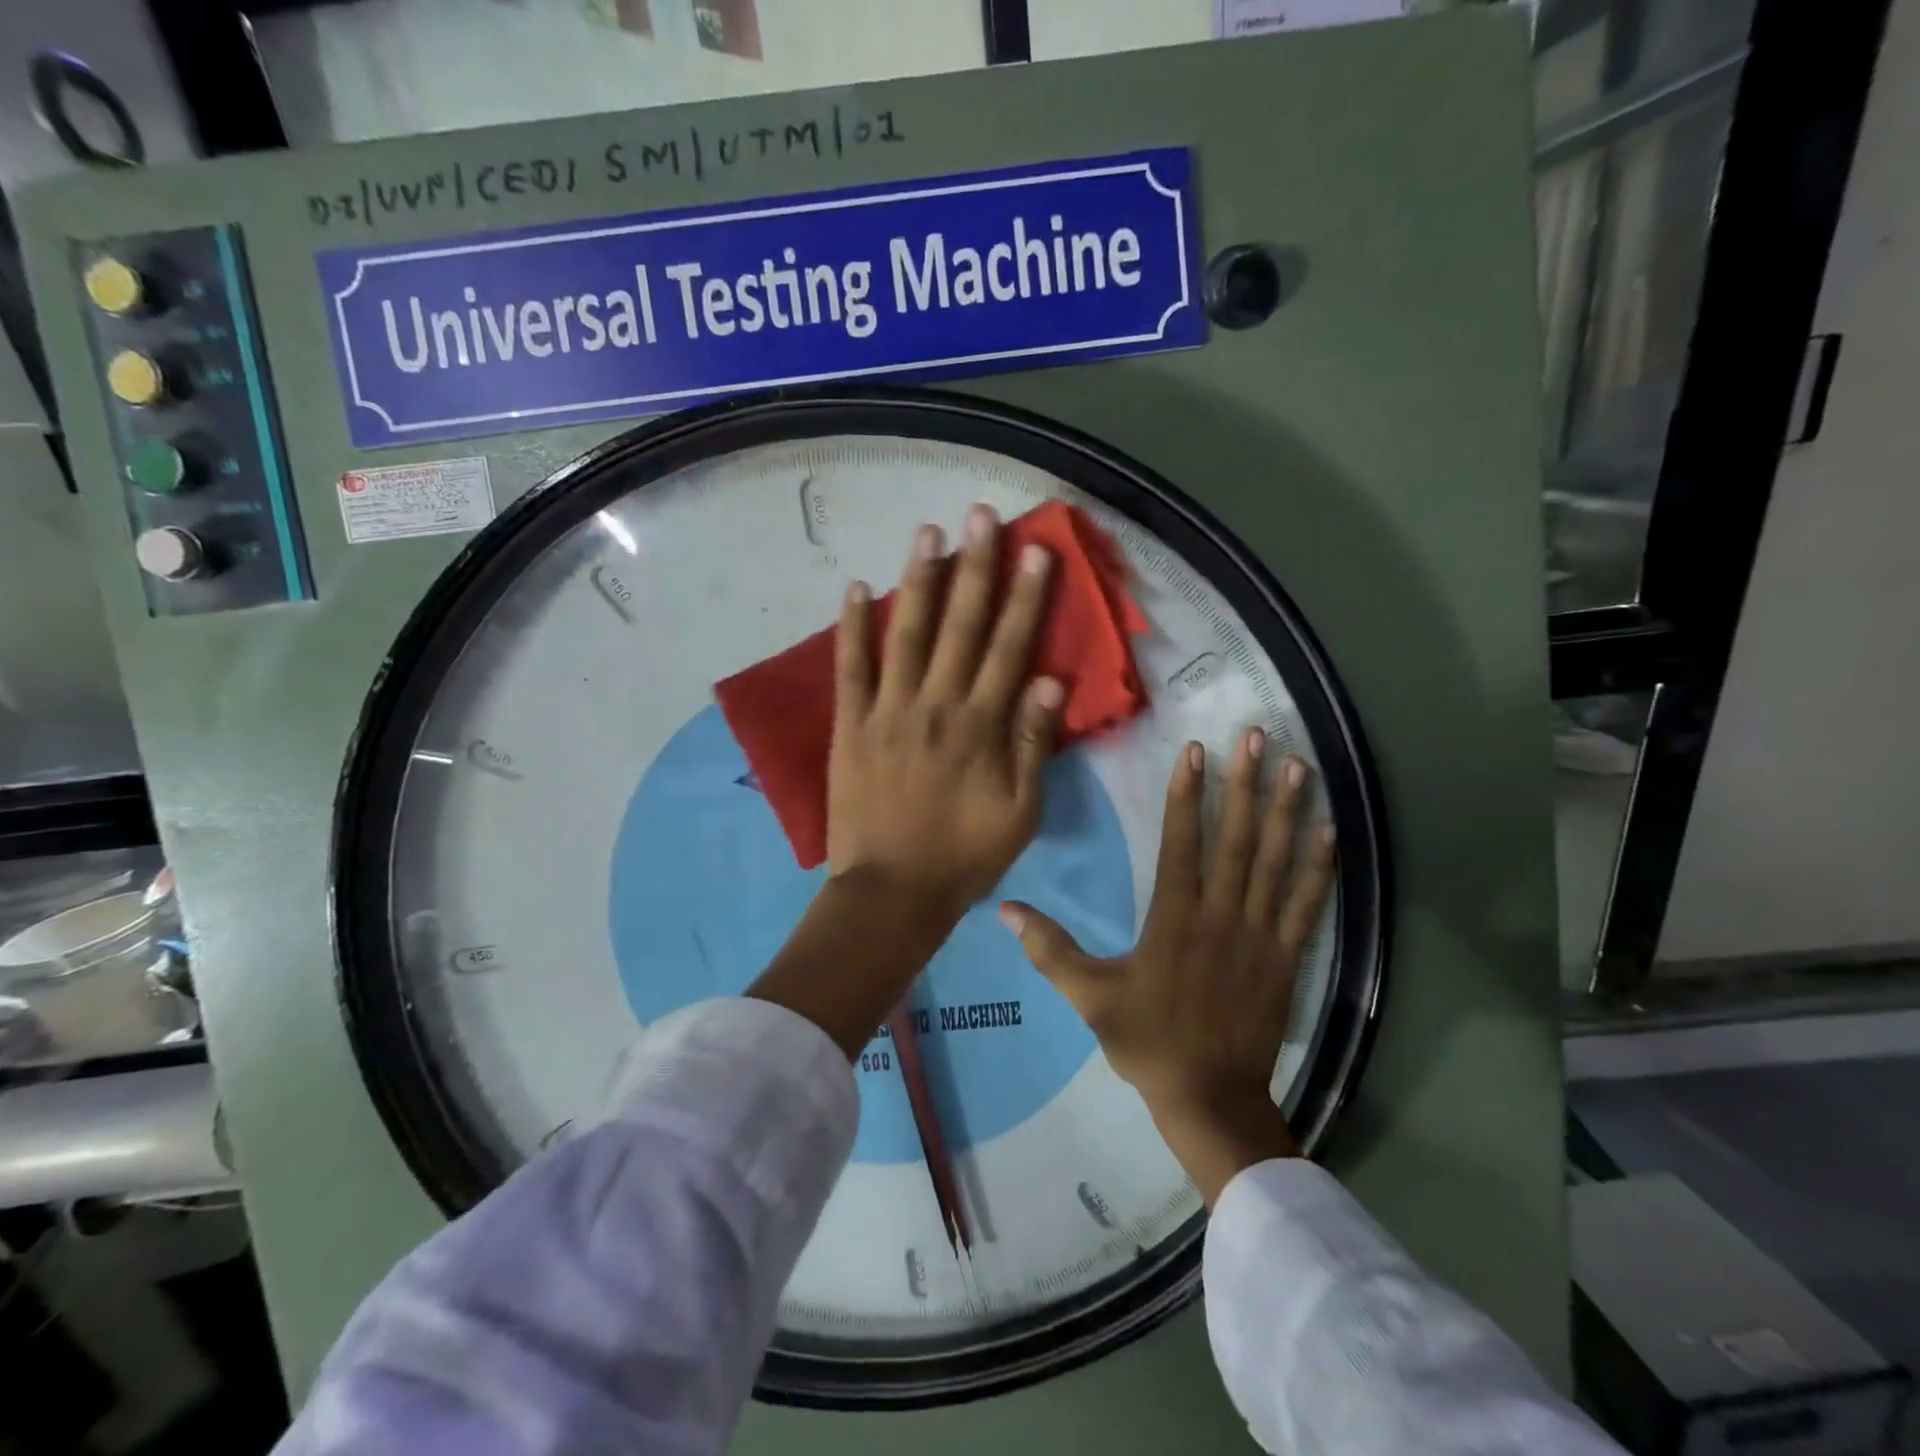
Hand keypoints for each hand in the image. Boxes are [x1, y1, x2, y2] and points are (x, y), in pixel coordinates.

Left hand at [828, 505, 1062, 925]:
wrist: (891, 892)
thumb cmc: (964, 856)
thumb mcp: (1020, 812)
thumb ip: (1034, 744)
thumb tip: (1050, 680)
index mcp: (981, 727)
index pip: (1009, 649)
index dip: (1025, 598)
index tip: (1036, 550)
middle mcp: (936, 706)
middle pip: (961, 627)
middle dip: (976, 568)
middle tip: (982, 515)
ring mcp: (888, 712)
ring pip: (907, 634)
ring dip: (918, 581)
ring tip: (928, 532)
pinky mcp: (850, 726)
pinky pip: (850, 669)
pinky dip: (852, 628)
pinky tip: (857, 587)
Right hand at [1000, 727, 1336, 1203]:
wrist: (1210, 1099)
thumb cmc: (1147, 1042)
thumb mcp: (1089, 997)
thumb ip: (1050, 950)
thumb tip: (1006, 909)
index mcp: (1174, 919)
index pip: (1182, 842)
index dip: (1188, 793)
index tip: (1196, 750)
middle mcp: (1221, 915)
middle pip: (1236, 838)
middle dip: (1245, 783)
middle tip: (1257, 736)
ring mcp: (1260, 935)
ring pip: (1276, 862)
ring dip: (1286, 811)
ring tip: (1297, 765)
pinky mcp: (1287, 957)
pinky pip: (1307, 904)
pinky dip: (1319, 866)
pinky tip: (1330, 830)